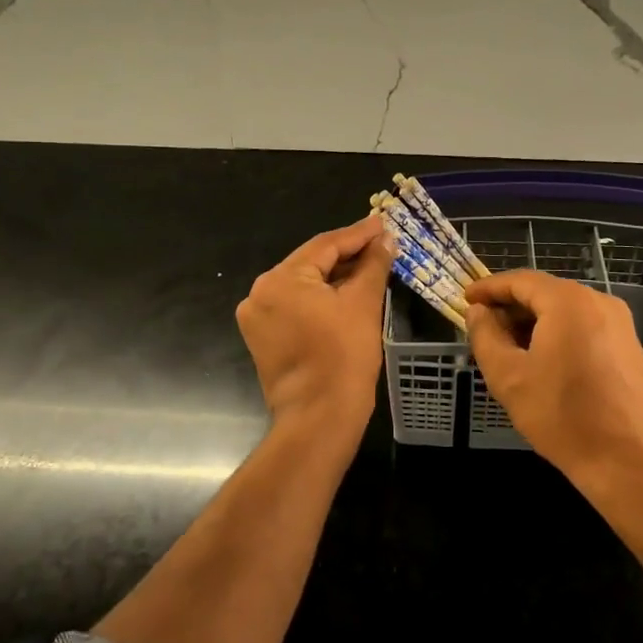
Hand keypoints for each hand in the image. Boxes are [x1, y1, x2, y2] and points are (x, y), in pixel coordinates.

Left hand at [236, 215, 392, 454]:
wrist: (319, 419)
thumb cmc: (344, 358)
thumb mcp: (364, 303)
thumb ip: (373, 264)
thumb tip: (385, 238)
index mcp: (280, 279)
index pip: (325, 245)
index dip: (358, 234)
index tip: (383, 223)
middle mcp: (260, 293)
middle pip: (311, 263)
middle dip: (348, 255)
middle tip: (381, 245)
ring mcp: (258, 318)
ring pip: (304, 286)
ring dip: (336, 277)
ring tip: (370, 267)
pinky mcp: (263, 338)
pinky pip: (296, 306)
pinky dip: (321, 299)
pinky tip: (348, 294)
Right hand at [465, 269, 642, 483]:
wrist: (628, 461)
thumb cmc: (562, 416)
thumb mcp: (508, 376)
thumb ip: (485, 336)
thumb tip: (478, 312)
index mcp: (568, 301)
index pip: (520, 280)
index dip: (489, 288)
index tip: (466, 298)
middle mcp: (598, 301)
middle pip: (545, 293)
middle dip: (511, 307)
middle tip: (484, 327)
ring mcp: (619, 323)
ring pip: (565, 310)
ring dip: (534, 322)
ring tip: (509, 347)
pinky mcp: (629, 346)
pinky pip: (585, 327)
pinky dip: (559, 334)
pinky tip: (543, 361)